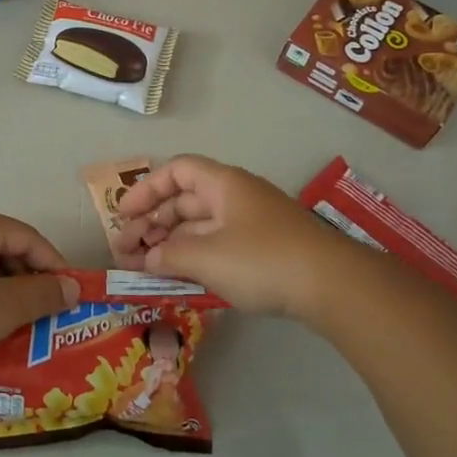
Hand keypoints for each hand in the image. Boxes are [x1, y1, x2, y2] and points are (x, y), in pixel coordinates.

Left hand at [0, 207, 80, 376]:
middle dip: (26, 277)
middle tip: (44, 309)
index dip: (53, 264)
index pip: (25, 237)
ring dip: (2, 285)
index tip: (70, 293)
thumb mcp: (5, 308)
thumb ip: (43, 294)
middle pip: (0, 244)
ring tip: (17, 318)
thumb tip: (71, 288)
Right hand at [111, 155, 356, 318]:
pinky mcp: (265, 249)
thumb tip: (148, 258)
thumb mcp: (207, 257)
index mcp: (223, 184)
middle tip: (126, 250)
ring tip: (145, 268)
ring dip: (171, 243)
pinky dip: (195, 256)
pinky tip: (180, 277)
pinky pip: (218, 244)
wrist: (332, 285)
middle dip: (153, 223)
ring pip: (200, 226)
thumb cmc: (262, 260)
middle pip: (185, 200)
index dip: (146, 189)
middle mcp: (237, 197)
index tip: (124, 214)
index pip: (176, 171)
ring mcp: (253, 224)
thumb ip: (169, 256)